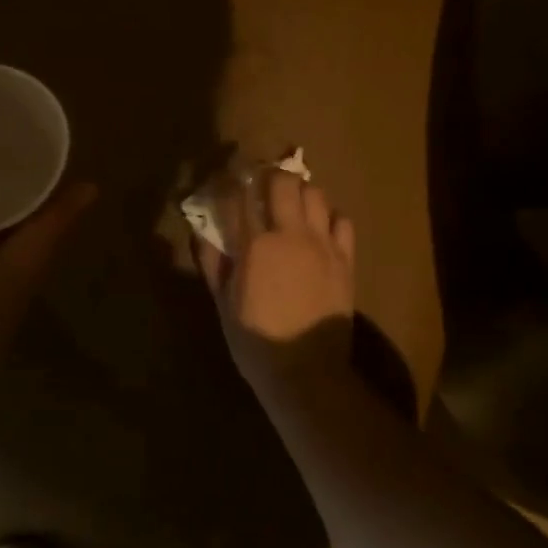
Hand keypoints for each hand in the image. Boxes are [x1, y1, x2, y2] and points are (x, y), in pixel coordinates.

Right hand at [195, 169, 355, 385]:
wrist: (307, 373)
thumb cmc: (256, 342)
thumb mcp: (224, 304)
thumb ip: (213, 263)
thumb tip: (203, 233)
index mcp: (254, 246)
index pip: (239, 196)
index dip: (231, 182)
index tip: (226, 179)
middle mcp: (289, 234)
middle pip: (282, 182)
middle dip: (269, 175)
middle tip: (261, 184)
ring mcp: (321, 244)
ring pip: (315, 193)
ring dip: (300, 190)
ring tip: (291, 200)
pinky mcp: (345, 258)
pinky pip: (342, 220)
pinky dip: (329, 215)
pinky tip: (320, 226)